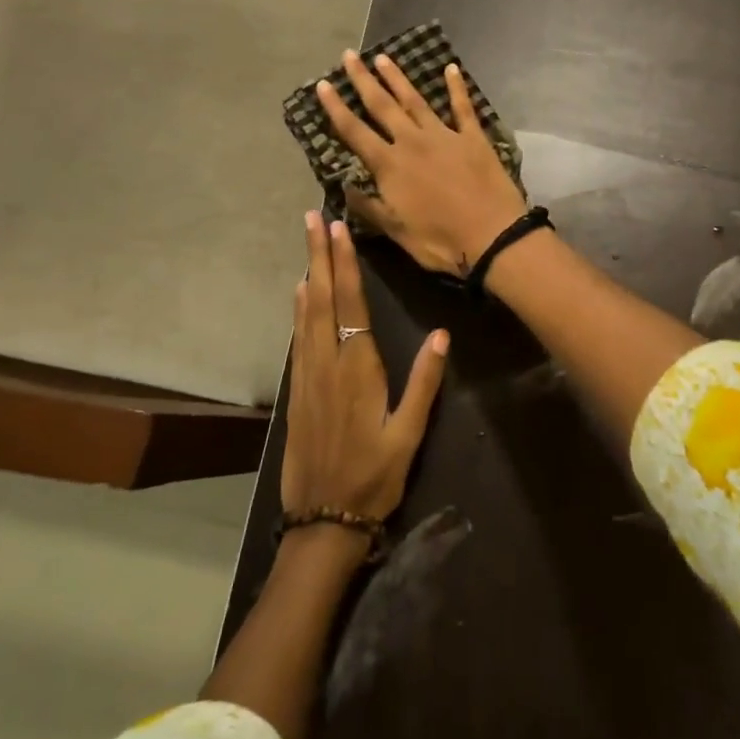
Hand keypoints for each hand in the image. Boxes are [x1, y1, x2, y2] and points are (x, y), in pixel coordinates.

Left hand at [282, 211, 447, 523]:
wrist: (322, 521)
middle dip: (318, 256)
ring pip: (305, 314)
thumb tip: (442, 334)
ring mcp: (307, 376)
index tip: (338, 230)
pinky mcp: (296, 390)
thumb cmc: (374, 477)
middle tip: (312, 218)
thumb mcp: (409, 434)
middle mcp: (327, 363)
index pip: (350, 304)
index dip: (345, 265)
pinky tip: (300, 295)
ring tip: (307, 243)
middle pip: (322, 299)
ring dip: (308, 274)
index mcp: (357, 369)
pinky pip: (297, 338)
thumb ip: (424, 382)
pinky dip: (298, 309)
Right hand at [316, 51, 527, 275]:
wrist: (493, 236)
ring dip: (398, 78)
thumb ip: (369, 207)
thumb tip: (344, 187)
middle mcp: (413, 142)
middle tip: (349, 56)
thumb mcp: (396, 232)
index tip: (322, 85)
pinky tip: (451, 68)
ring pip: (416, 100)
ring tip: (383, 57)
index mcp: (390, 166)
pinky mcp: (473, 138)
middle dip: (363, 80)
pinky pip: (463, 107)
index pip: (355, 132)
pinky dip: (457, 87)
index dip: (336, 108)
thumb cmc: (441, 241)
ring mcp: (445, 136)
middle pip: (382, 106)